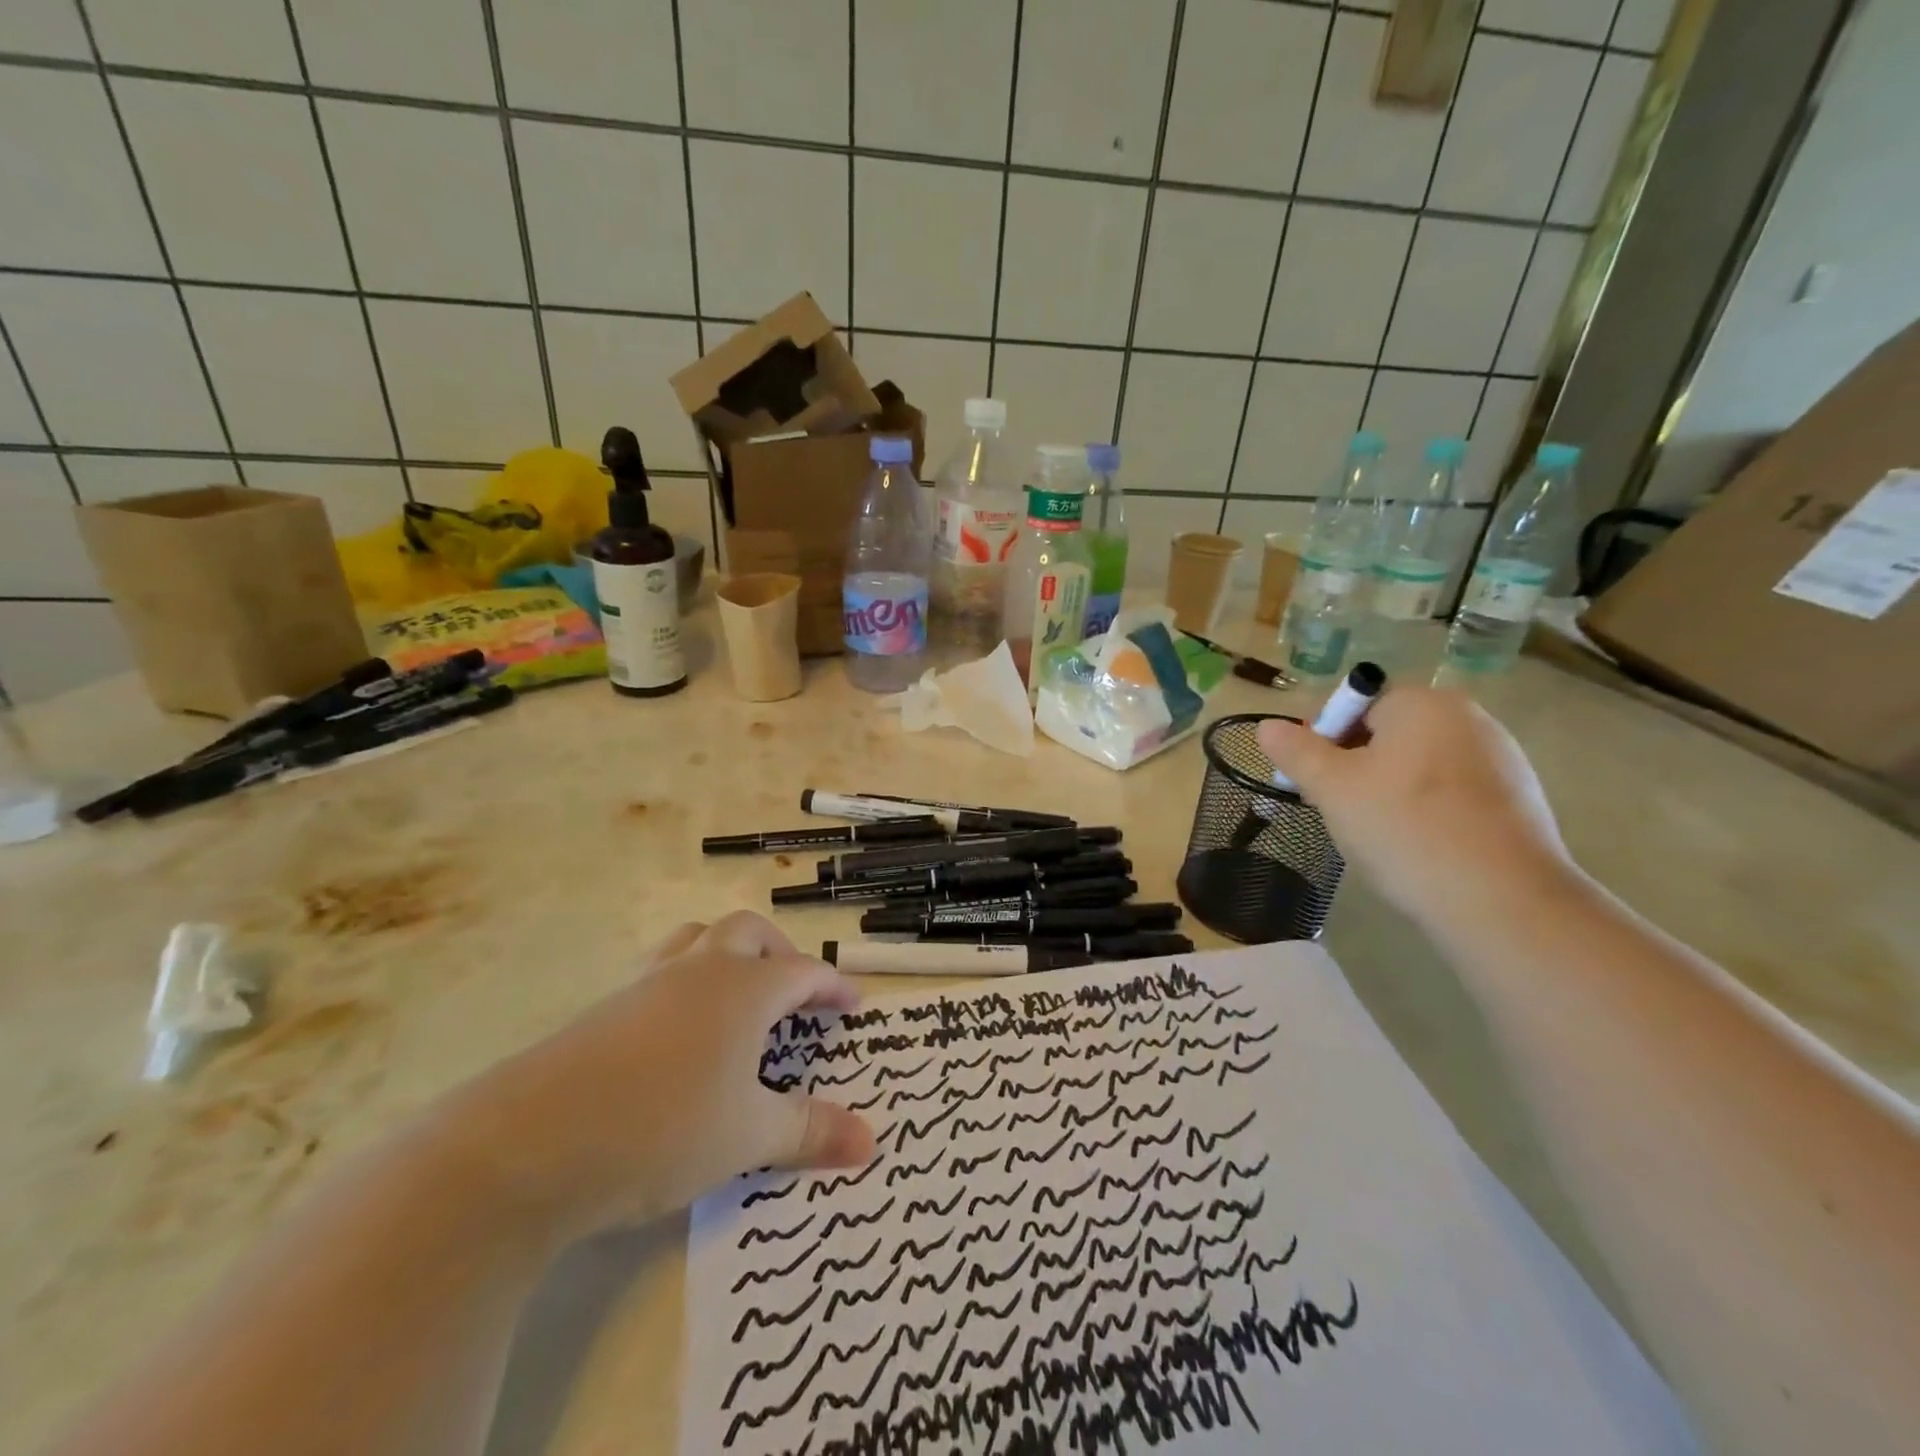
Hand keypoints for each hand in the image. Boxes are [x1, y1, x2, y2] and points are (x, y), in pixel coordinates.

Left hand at [433, 912, 875, 1245]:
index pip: (804, 972)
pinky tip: (680, 1033)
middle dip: (780, 953)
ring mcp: (648, 983)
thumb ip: (811, 1132)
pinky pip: (661, 970)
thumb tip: (871, 1143)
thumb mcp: (748, 1136)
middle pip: (749, 932)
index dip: (833, 986)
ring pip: (698, 939)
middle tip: (794, 993)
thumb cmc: (663, 1128)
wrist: (530, 1143)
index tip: (854, 1005)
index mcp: (744, 988)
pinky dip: (686, 981)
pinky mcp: (607, 1006)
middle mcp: (700, 969)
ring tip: (737, 996)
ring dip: (728, 953)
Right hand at [1257, 686, 1574, 926]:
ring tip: (1376, 835)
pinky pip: (1453, 793)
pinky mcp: (1519, 801)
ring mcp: (1502, 759)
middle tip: (1336, 810)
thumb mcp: (1332, 788)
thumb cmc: (1406, 830)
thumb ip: (1297, 751)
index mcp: (1424, 704)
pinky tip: (1419, 847)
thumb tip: (1267, 726)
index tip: (1311, 781)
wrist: (1504, 902)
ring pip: (1419, 766)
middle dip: (1354, 766)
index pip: (1355, 705)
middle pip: (1388, 734)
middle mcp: (1469, 718)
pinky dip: (1427, 811)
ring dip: (1388, 790)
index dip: (1323, 740)